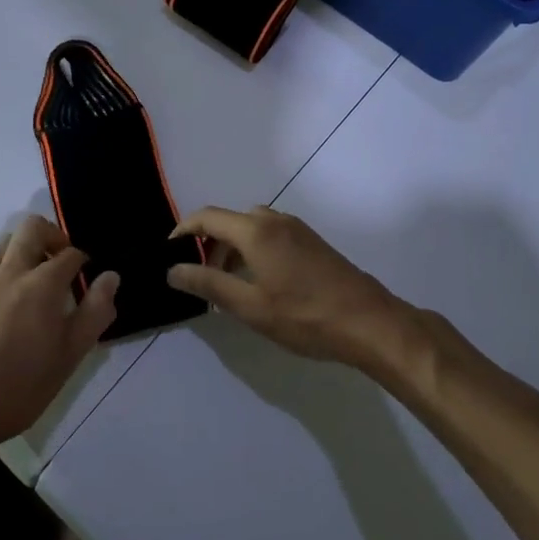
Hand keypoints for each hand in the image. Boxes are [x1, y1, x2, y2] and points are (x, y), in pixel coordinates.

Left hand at [0, 215, 119, 458]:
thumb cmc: (20, 385)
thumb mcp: (70, 355)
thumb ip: (95, 312)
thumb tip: (111, 277)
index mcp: (41, 283)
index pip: (71, 254)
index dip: (86, 263)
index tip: (90, 282)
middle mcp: (12, 272)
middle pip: (32, 228)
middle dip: (55, 236)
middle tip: (66, 265)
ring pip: (8, 242)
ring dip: (29, 248)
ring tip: (42, 280)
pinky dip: (11, 267)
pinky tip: (18, 304)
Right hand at [167, 206, 413, 373]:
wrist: (369, 322)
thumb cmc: (305, 316)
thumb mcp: (250, 306)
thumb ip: (209, 284)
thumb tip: (173, 270)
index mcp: (256, 231)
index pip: (207, 217)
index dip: (183, 230)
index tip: (169, 251)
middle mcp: (275, 220)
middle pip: (230, 221)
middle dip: (209, 244)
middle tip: (200, 278)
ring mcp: (297, 229)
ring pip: (252, 227)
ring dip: (233, 248)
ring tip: (228, 285)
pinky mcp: (312, 242)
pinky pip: (271, 235)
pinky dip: (254, 249)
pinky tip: (260, 282)